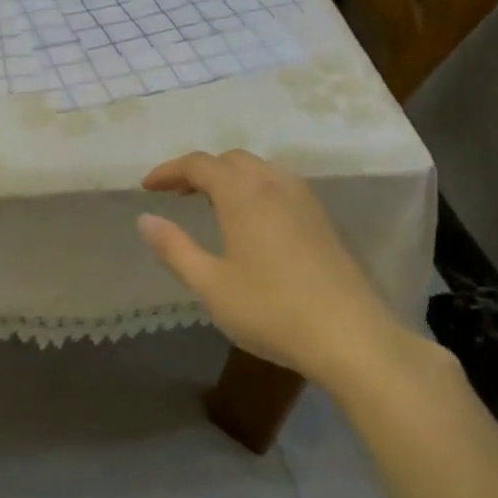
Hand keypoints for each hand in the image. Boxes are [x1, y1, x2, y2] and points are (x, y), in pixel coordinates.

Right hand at [137, 149, 413, 394]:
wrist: (353, 337)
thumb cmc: (272, 310)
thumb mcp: (211, 284)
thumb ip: (174, 248)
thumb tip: (145, 219)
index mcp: (243, 194)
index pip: (198, 164)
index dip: (168, 170)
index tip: (147, 187)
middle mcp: (274, 184)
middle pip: (230, 160)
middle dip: (199, 170)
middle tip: (175, 194)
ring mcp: (304, 199)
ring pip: (258, 169)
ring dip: (228, 177)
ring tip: (208, 204)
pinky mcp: (322, 218)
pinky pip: (278, 185)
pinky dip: (253, 188)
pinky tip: (250, 220)